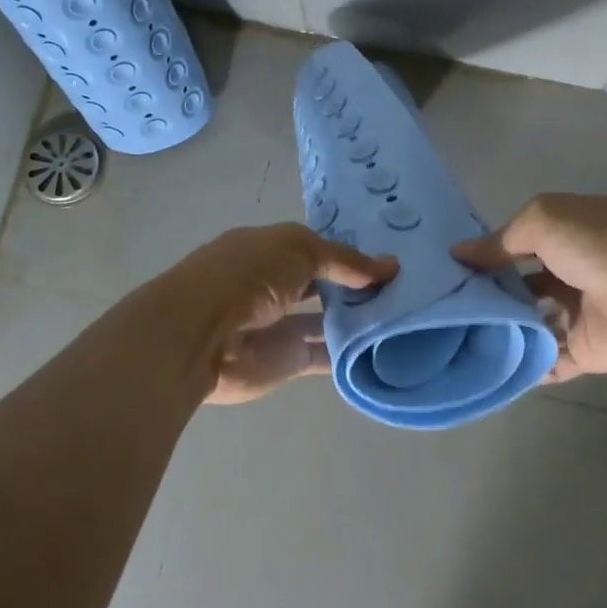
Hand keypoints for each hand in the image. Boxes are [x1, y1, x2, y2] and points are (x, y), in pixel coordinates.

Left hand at [167, 224, 397, 403]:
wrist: (200, 335)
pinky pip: (324, 354)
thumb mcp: (301, 250)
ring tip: (403, 316)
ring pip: (327, 320)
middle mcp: (275, 284)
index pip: (318, 248)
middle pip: (324, 284)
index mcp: (270, 249)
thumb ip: (345, 260)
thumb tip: (391, 266)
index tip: (390, 260)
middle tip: (406, 289)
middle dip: (358, 286)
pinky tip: (383, 348)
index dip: (350, 253)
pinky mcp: (286, 359)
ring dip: (357, 319)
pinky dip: (349, 353)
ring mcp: (280, 324)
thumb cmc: (248, 275)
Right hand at [453, 193, 606, 382]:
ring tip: (450, 344)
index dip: (480, 261)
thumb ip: (501, 241)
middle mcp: (565, 276)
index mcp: (560, 238)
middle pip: (516, 291)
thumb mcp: (543, 222)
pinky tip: (483, 369)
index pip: (510, 250)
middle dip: (483, 301)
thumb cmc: (602, 243)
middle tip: (438, 315)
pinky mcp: (584, 352)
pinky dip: (520, 367)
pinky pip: (546, 362)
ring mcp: (575, 316)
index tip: (441, 276)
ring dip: (497, 334)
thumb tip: (459, 253)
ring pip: (527, 327)